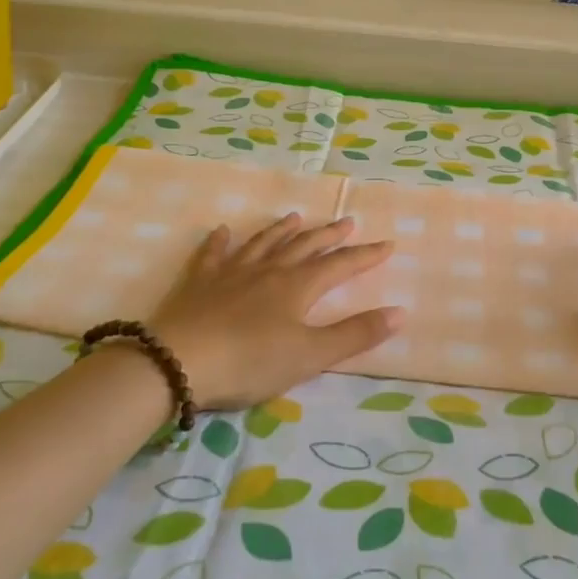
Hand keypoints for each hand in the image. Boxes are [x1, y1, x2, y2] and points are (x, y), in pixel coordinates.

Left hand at [150, 214, 402, 407]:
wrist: (178, 361)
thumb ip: (355, 334)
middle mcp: (268, 270)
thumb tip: (400, 312)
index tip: (387, 243)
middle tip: (347, 221)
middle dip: (329, 236)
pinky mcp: (199, 283)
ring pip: (263, 244)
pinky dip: (221, 242)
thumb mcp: (310, 356)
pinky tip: (223, 231)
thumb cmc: (250, 361)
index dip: (365, 256)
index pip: (340, 266)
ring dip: (282, 231)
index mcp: (298, 286)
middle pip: (304, 247)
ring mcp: (231, 272)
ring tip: (295, 217)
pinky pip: (212, 255)